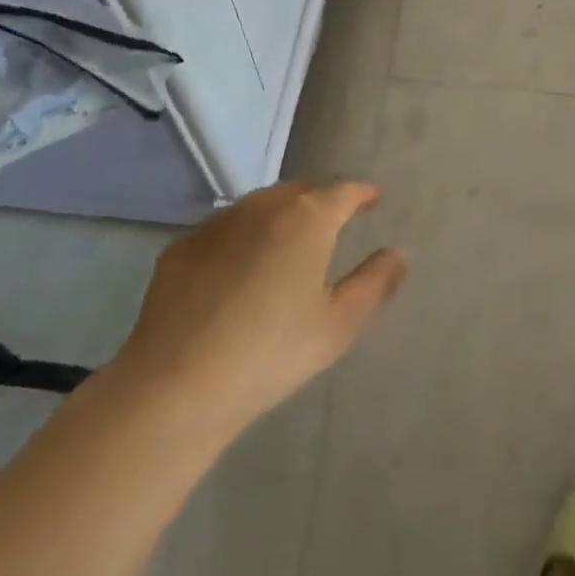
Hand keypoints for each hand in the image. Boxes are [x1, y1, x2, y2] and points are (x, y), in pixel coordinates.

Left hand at [107, 181, 406, 444]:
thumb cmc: (271, 353)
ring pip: (260, 205)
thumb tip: (397, 253)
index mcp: (306, 218)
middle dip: (321, 200)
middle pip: (300, 191)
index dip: (362, 193)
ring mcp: (217, 223)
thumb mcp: (338, 325)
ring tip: (290, 240)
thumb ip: (374, 283)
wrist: (176, 385)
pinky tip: (240, 268)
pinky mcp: (182, 246)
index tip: (373, 199)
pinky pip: (225, 229)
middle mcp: (262, 207)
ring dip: (281, 214)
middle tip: (335, 221)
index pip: (343, 191)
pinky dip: (243, 236)